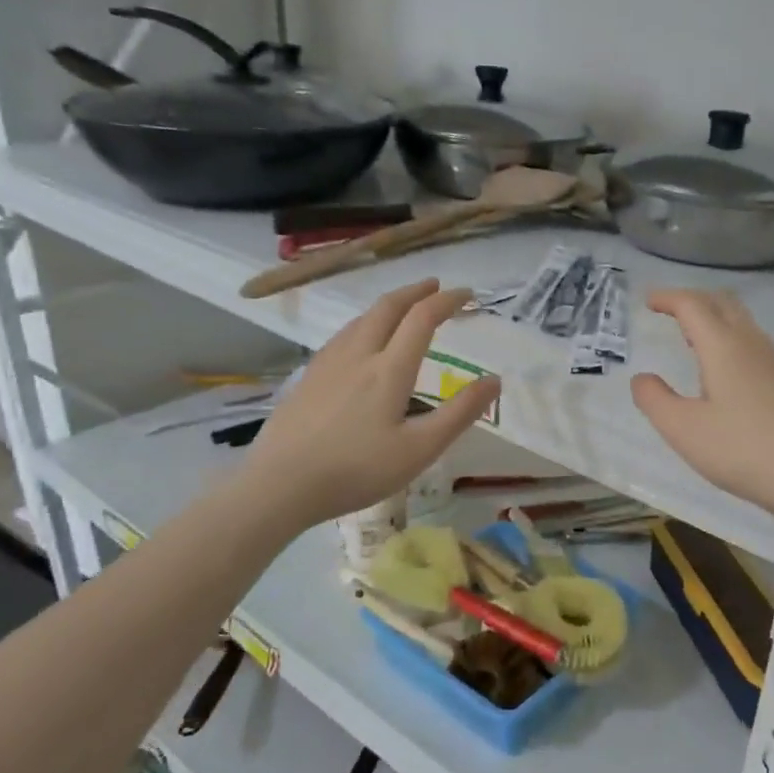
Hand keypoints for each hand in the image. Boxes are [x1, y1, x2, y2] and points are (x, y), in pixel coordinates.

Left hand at [240, 280, 498, 530]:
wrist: (279, 485)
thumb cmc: (357, 470)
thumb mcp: (420, 450)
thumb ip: (460, 413)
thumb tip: (494, 380)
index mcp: (389, 368)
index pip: (423, 318)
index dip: (448, 301)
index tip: (468, 295)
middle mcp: (358, 354)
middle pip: (388, 307)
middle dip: (415, 292)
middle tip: (436, 287)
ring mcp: (327, 363)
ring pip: (361, 319)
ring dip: (388, 305)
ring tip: (403, 309)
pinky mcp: (308, 378)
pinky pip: (343, 336)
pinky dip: (365, 324)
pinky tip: (360, 342)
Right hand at [631, 289, 773, 525]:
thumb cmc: (744, 450)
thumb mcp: (685, 430)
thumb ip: (655, 400)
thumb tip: (642, 378)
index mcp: (723, 347)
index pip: (692, 305)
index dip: (668, 298)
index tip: (647, 300)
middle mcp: (751, 344)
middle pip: (722, 303)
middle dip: (693, 299)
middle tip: (669, 311)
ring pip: (742, 322)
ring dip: (714, 319)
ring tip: (691, 338)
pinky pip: (753, 343)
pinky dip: (729, 339)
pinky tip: (723, 371)